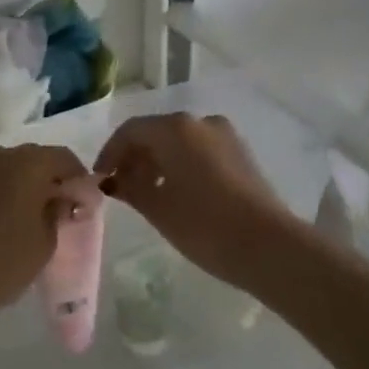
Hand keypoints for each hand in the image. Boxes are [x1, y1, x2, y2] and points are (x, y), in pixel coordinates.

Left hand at [0, 143, 99, 319]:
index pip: (64, 158)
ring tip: (33, 211)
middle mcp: (2, 155)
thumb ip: (58, 211)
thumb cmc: (7, 259)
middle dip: (51, 177)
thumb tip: (61, 199)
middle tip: (61, 206)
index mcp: (30, 162)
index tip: (84, 200)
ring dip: (25, 181)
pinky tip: (8, 214)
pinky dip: (4, 188)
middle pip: (36, 157)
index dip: (78, 177)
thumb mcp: (47, 239)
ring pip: (11, 165)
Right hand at [93, 114, 289, 282]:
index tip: (100, 179)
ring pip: (178, 142)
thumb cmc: (203, 224)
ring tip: (146, 194)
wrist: (268, 247)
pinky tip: (175, 193)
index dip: (110, 154)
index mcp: (175, 128)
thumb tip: (114, 181)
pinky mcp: (241, 154)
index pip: (130, 131)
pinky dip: (180, 165)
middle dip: (134, 158)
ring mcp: (225, 136)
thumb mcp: (157, 208)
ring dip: (157, 162)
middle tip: (120, 188)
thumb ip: (129, 188)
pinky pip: (199, 151)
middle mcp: (200, 122)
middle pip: (155, 133)